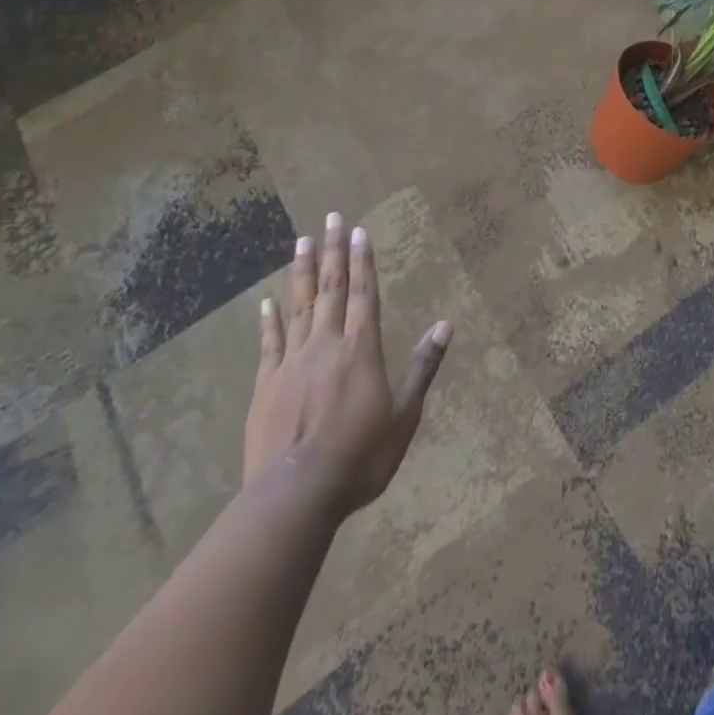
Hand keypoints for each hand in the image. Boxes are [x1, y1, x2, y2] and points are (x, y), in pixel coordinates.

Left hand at [245, 212, 452, 522]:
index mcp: (361, 349)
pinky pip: (269, 344)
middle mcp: (326, 345)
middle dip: (332, 252)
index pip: (364, 293)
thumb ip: (423, 366)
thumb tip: (446, 324)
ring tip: (301, 242)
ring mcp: (292, 363)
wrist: (295, 496)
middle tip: (330, 219)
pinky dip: (269, 321)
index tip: (358, 230)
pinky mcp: (266, 386)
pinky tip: (266, 303)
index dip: (362, 260)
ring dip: (300, 273)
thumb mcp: (405, 414)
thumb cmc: (360, 456)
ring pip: (299, 307)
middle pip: (330, 289)